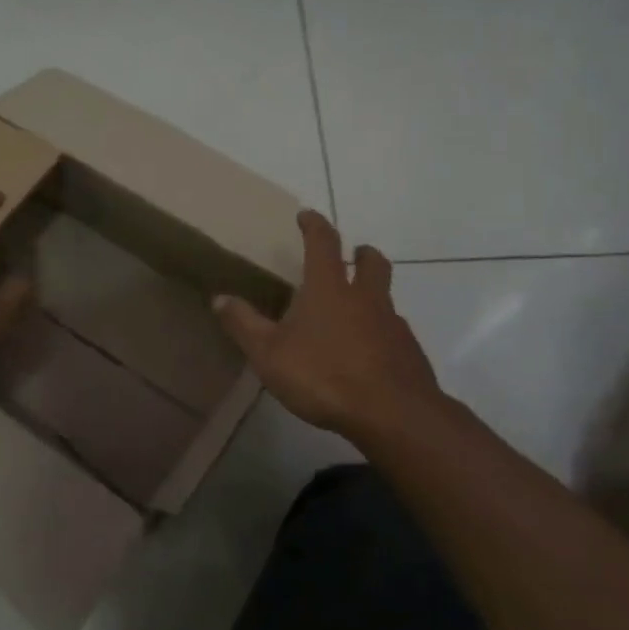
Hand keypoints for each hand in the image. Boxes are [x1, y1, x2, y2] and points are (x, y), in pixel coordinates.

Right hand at [215, 209, 446, 444]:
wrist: (392, 414)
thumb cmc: (323, 375)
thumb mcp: (269, 353)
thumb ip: (243, 324)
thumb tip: (219, 298)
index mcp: (329, 289)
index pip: (323, 243)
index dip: (315, 225)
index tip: (307, 215)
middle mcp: (365, 298)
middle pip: (371, 262)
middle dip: (362, 253)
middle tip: (354, 254)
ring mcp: (392, 324)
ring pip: (385, 298)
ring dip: (372, 295)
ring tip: (356, 312)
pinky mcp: (409, 352)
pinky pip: (394, 332)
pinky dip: (381, 332)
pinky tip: (370, 354)